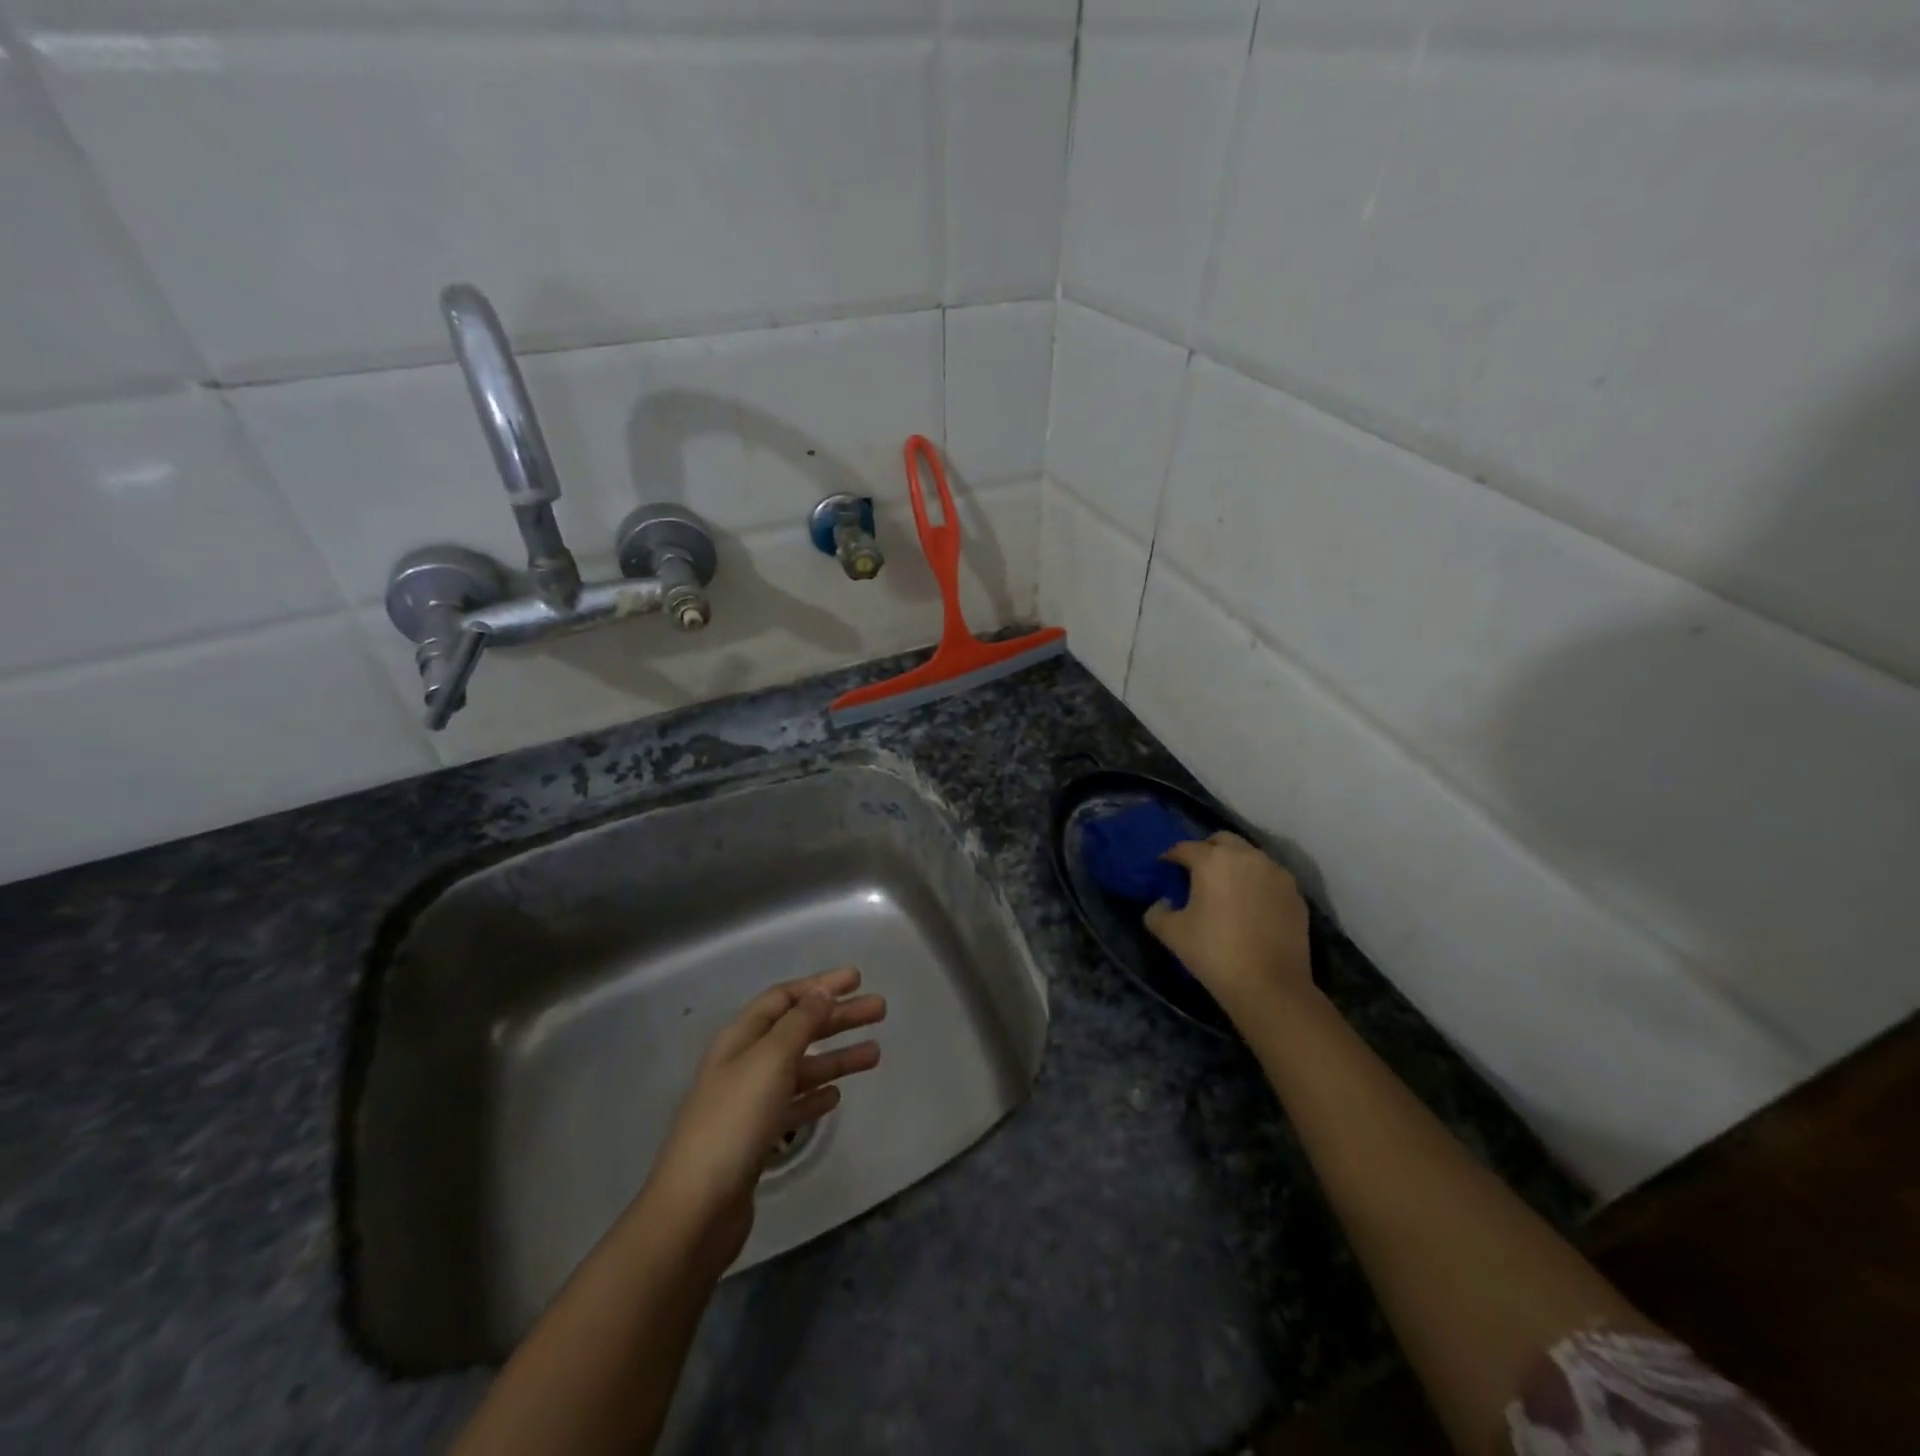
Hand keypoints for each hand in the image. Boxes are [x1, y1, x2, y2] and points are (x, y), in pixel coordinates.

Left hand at [641, 967, 885, 1269]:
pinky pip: (792, 1105)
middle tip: (880, 1010)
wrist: (697, 1209)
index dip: (820, 985)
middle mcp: (744, 1064)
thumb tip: (822, 992)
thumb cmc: (735, 1121)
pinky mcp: (755, 1139)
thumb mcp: (771, 1059)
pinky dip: (815, 1096)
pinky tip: (836, 1096)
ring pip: (800, 1068)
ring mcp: (749, 1103)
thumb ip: (800, 1023)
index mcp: (741, 1038)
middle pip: (797, 1030)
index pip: (784, 998)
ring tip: (875, 1054)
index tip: (857, 978)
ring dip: (836, 1057)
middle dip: (838, 1018)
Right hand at [1144, 832, 1314, 1020]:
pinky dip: (1257, 884)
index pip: (1185, 847)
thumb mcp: (1172, 933)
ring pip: (1250, 857)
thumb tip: (1162, 903)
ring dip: (1235, 865)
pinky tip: (1251, 907)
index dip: (1171, 857)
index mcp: (1213, 860)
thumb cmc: (1215, 953)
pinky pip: (1270, 878)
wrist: (1270, 986)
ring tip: (1226, 890)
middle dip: (1207, 851)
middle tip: (1197, 874)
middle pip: (1222, 841)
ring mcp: (1277, 873)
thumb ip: (1157, 912)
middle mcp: (1247, 857)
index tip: (1164, 869)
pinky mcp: (1296, 894)